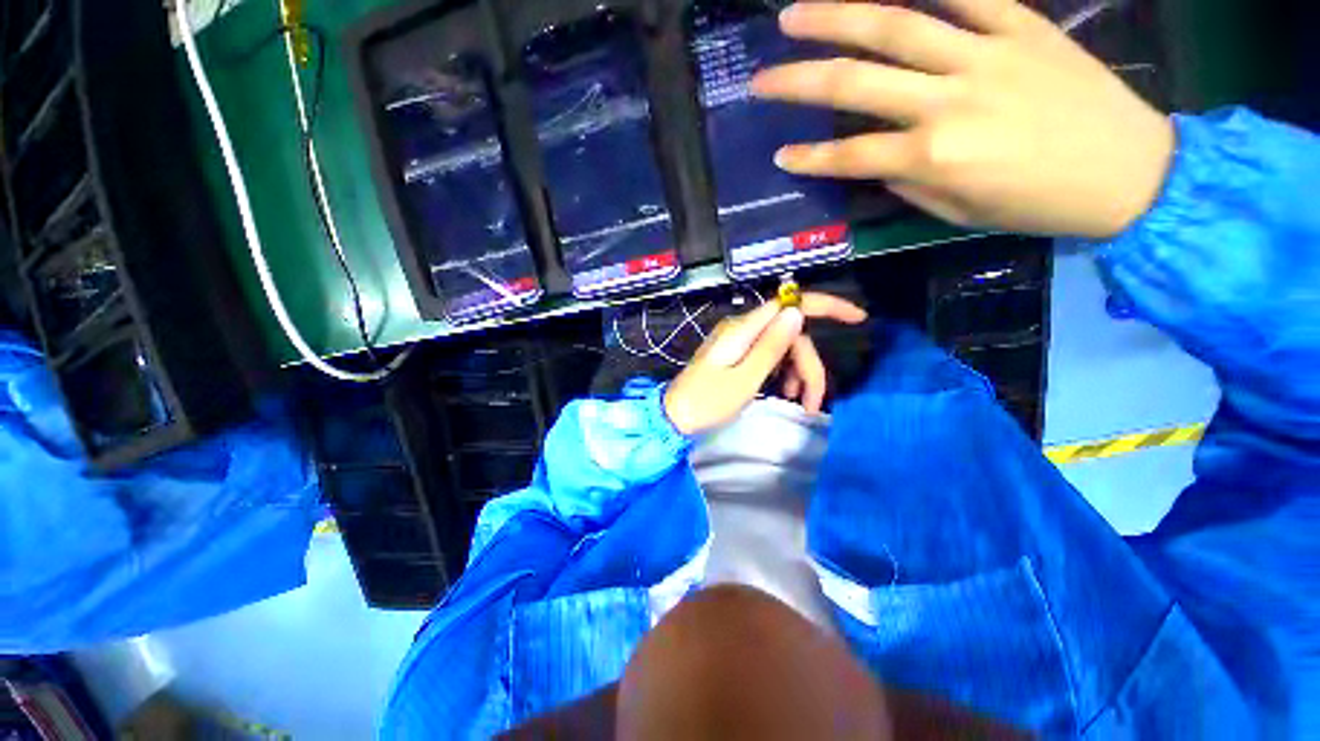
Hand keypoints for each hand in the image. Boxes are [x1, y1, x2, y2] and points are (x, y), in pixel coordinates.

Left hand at [664, 293, 867, 434]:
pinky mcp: (736, 356)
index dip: (826, 306)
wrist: (674, 418)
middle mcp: (742, 329)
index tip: (858, 318)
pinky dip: (783, 374)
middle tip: (813, 403)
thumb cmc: (706, 403)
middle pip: (790, 335)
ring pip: (782, 348)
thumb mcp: (744, 380)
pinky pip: (769, 357)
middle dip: (809, 366)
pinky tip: (786, 394)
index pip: (790, 304)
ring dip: (798, 374)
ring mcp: (739, 342)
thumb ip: (771, 347)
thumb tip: (797, 313)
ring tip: (800, 403)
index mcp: (743, 330)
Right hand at [749, 0, 1174, 237]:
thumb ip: (909, 182)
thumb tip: (877, 160)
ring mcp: (984, 54)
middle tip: (762, 76)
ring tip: (794, 13)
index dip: (808, 157)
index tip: (779, 154)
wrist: (1131, 172)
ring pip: (895, 24)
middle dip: (797, 79)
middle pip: (854, 82)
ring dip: (836, 16)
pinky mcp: (1020, 26)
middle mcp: (947, 101)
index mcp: (932, 157)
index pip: (848, 155)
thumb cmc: (1037, 204)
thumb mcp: (958, 212)